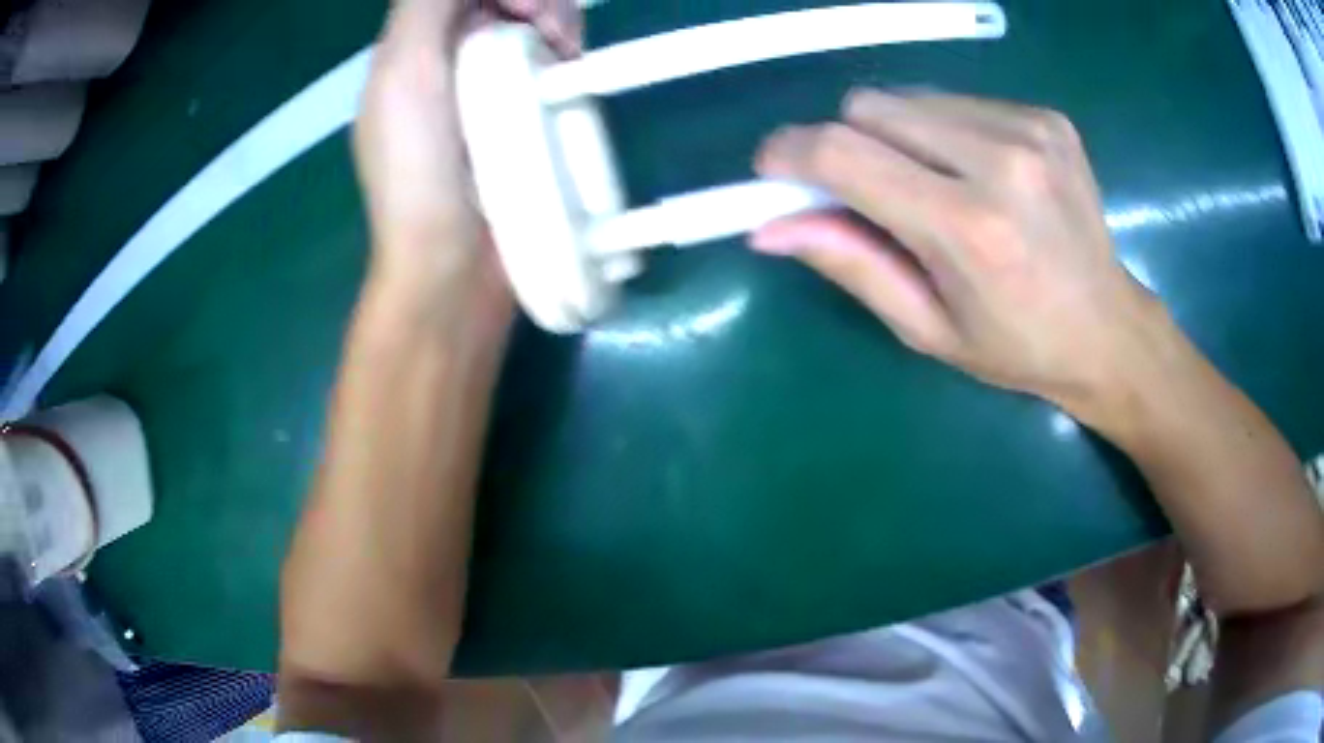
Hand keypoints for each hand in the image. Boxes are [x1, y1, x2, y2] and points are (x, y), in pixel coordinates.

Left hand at [354, 0, 581, 283]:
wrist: (451, 268)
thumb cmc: (419, 171)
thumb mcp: (406, 72)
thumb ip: (426, 5)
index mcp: (412, 50)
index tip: (524, 8)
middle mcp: (448, 61)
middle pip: (499, 2)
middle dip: (537, 0)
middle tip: (554, 31)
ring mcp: (487, 88)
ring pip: (530, 24)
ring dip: (557, 20)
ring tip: (568, 51)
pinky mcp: (524, 116)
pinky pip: (549, 61)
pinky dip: (566, 52)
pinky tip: (572, 66)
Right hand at [752, 90, 1164, 422]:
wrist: (1108, 330)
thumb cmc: (1016, 347)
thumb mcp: (926, 328)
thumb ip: (850, 264)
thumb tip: (768, 225)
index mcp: (968, 228)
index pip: (844, 154)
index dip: (791, 153)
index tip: (774, 170)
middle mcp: (1001, 161)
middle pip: (869, 106)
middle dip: (848, 142)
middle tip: (867, 190)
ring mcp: (1029, 129)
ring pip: (910, 96)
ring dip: (896, 134)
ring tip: (931, 185)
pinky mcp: (1046, 116)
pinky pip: (956, 100)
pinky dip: (942, 129)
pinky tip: (974, 172)